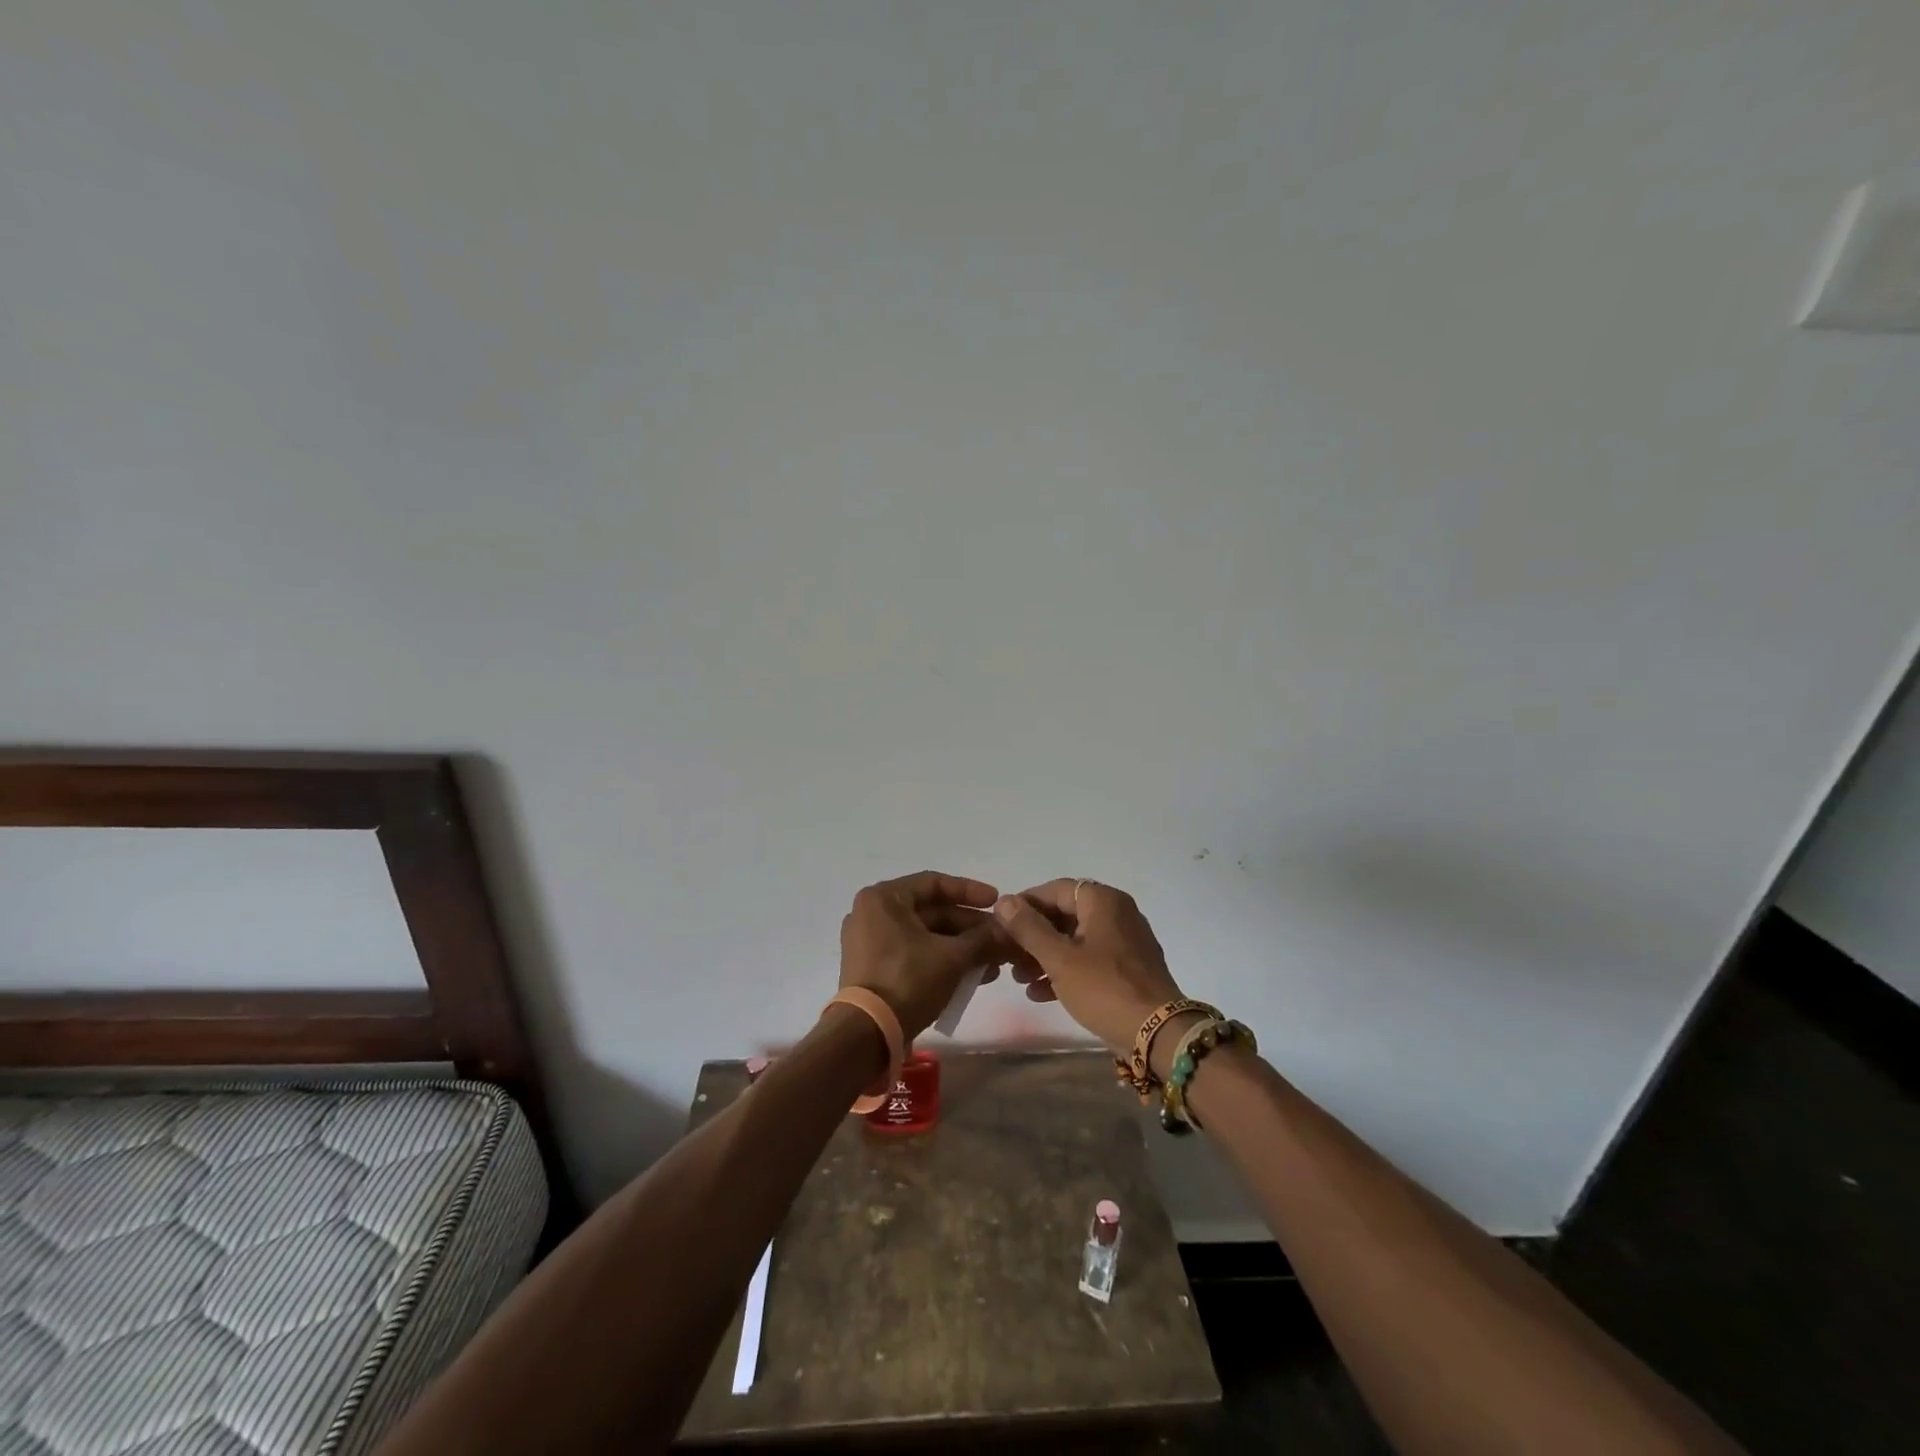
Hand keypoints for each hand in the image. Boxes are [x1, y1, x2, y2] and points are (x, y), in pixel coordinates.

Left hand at [838, 872, 1005, 1039]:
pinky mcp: (875, 968)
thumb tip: (1010, 932)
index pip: (934, 883)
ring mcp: (871, 942)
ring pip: (927, 936)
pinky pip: (915, 954)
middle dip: (971, 928)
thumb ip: (983, 939)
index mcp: (883, 898)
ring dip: (962, 947)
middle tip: (1002, 940)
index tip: (997, 902)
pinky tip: (974, 976)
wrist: (867, 1035)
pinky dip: (943, 960)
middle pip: (932, 912)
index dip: (970, 891)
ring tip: (995, 963)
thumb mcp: (952, 957)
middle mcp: (873, 914)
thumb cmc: (908, 981)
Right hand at [992, 880, 1186, 1060]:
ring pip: (1075, 939)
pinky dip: (1065, 970)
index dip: (1025, 904)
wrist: (1159, 1034)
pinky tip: (1040, 993)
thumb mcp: (1059, 958)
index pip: (1055, 890)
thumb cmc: (1104, 988)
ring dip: (1045, 955)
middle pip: (1065, 914)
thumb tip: (1004, 901)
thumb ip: (1028, 928)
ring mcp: (1125, 941)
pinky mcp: (1128, 968)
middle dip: (1033, 936)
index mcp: (1103, 901)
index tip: (1000, 924)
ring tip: (1020, 978)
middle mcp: (1117, 912)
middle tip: (1007, 956)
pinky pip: (1089, 959)